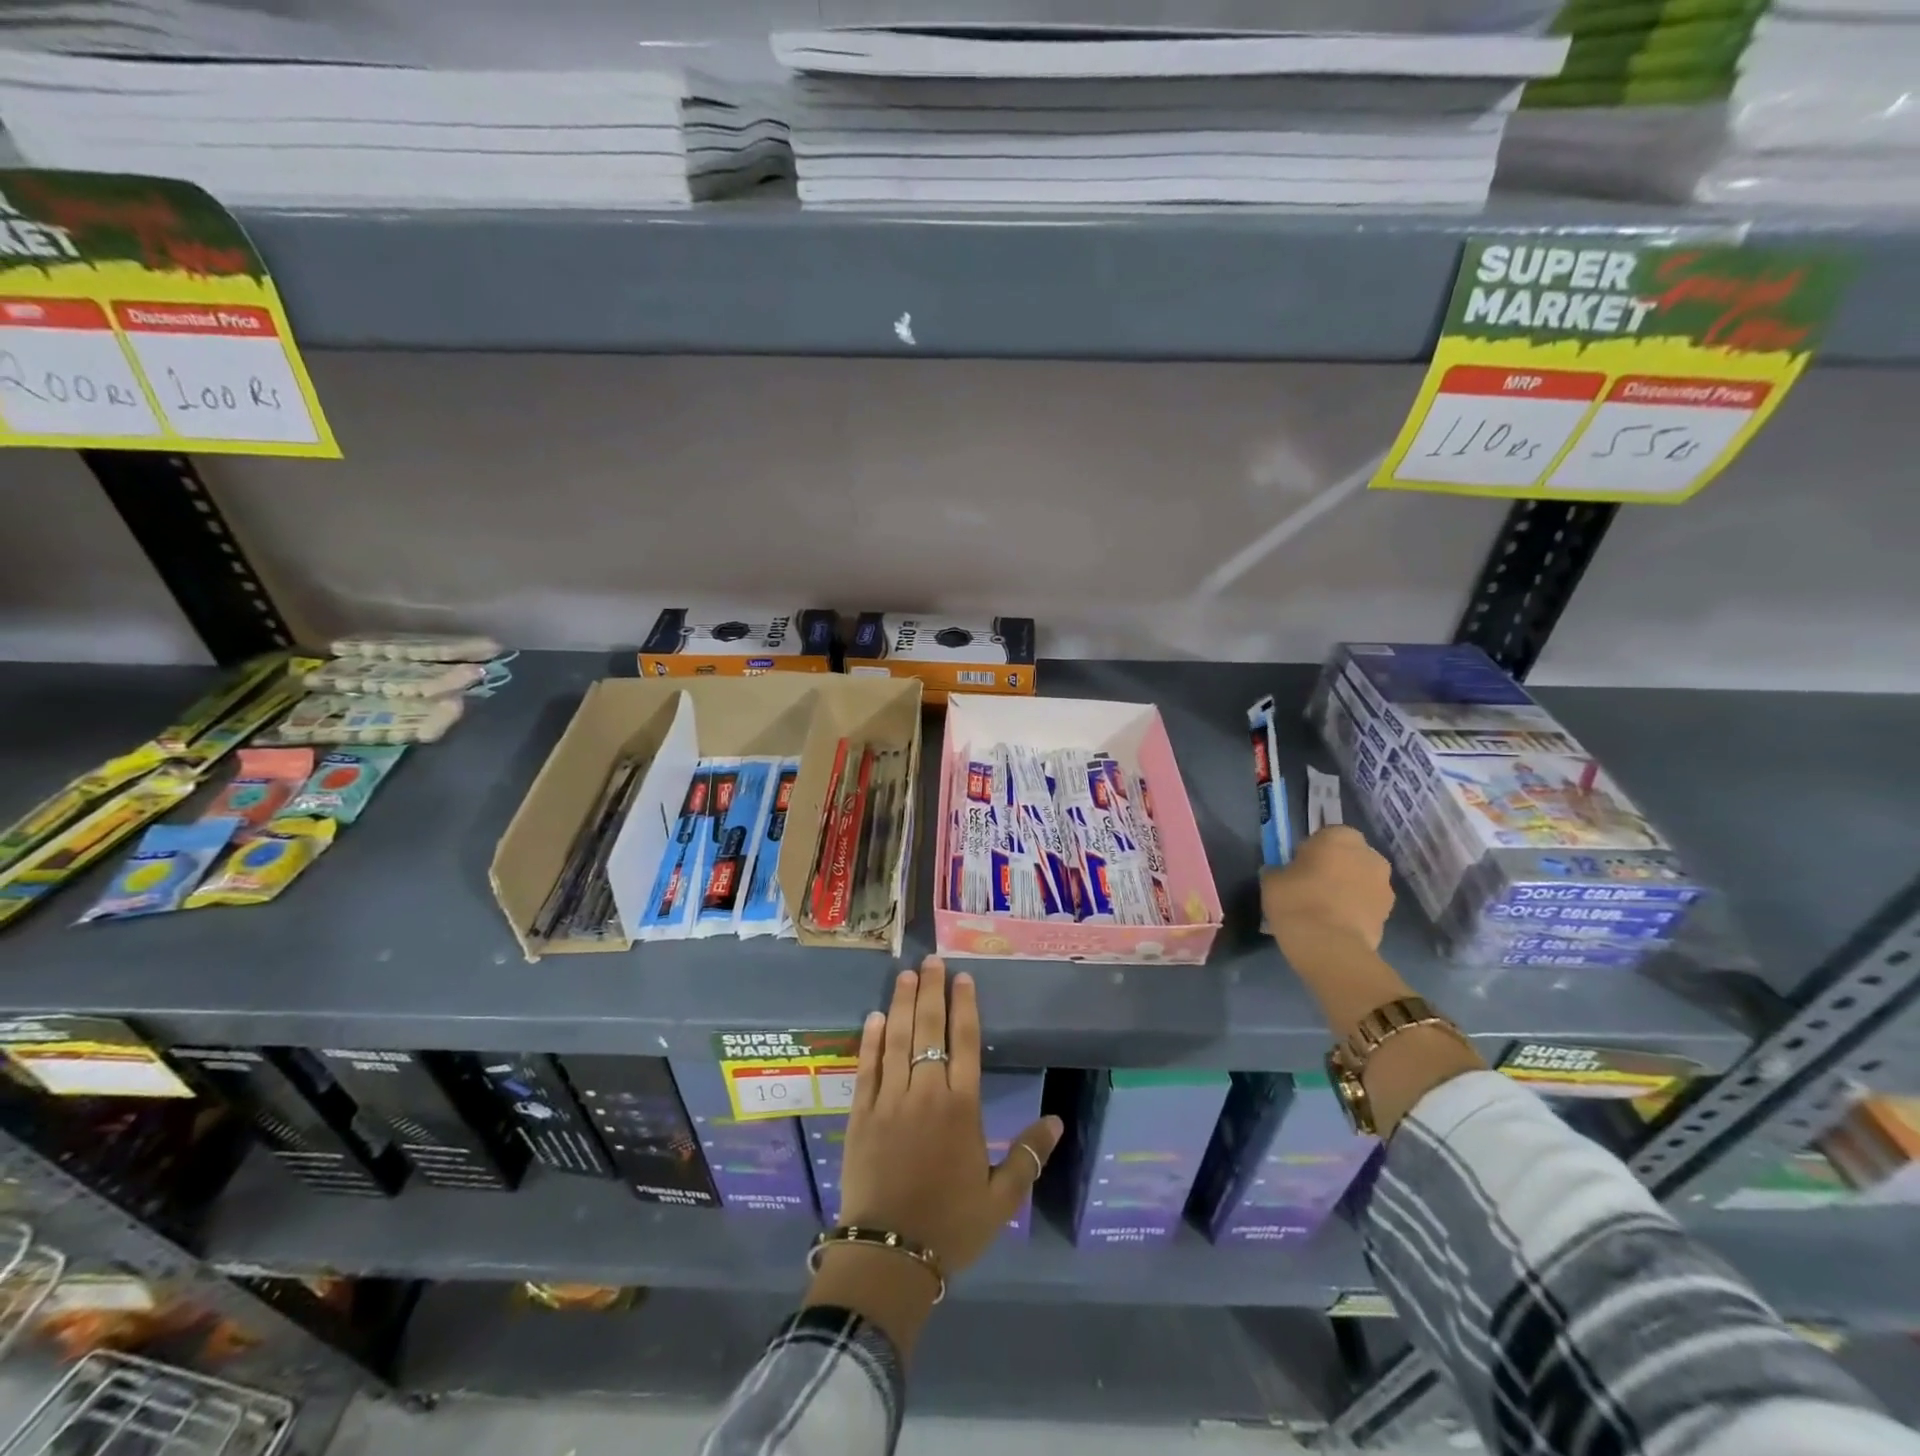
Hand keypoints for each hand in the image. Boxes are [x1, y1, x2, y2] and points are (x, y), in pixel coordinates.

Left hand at [838, 957, 1063, 1276]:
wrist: (890, 1253)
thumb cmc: (951, 1225)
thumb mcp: (1000, 1198)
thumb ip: (1028, 1156)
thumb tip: (1056, 1121)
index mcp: (961, 1108)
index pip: (964, 1043)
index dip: (964, 1006)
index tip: (962, 977)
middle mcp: (925, 1093)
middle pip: (928, 1030)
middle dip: (930, 991)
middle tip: (930, 961)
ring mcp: (889, 1100)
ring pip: (895, 1040)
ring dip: (900, 1004)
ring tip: (904, 975)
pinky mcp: (861, 1114)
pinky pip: (866, 1068)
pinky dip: (869, 1040)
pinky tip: (874, 1018)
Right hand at [1260, 825, 1394, 950]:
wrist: (1329, 946)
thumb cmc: (1297, 900)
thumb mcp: (1272, 879)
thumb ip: (1281, 870)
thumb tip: (1284, 874)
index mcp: (1340, 837)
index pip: (1326, 835)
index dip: (1312, 850)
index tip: (1299, 867)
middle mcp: (1369, 855)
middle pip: (1349, 856)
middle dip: (1336, 868)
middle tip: (1312, 886)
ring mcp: (1384, 886)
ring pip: (1361, 881)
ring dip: (1348, 889)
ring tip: (1324, 910)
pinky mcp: (1389, 914)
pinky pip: (1367, 905)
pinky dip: (1355, 911)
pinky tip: (1335, 925)